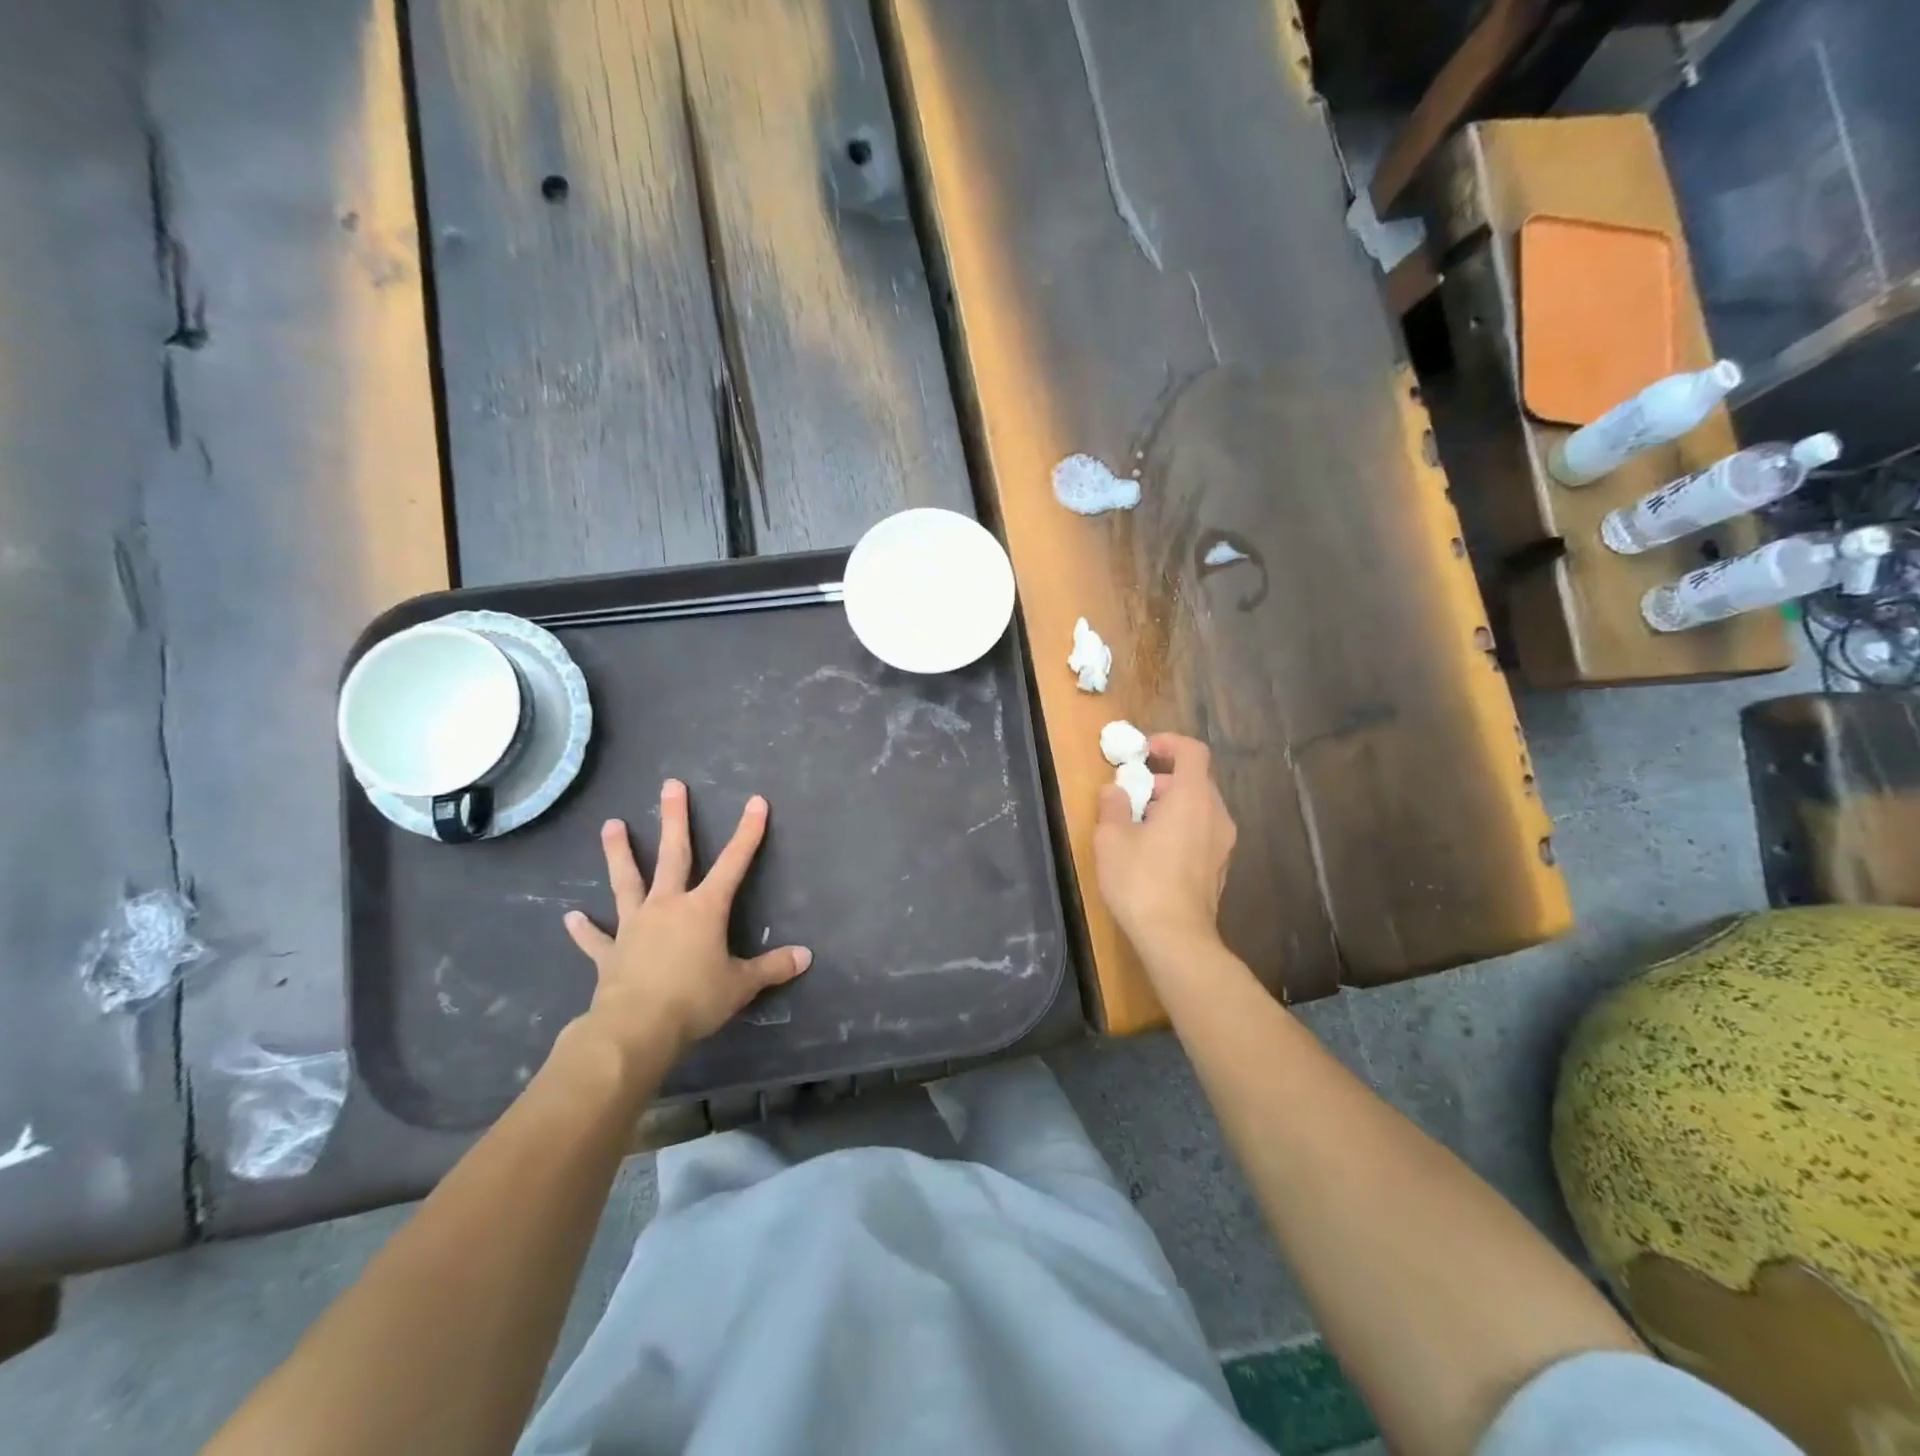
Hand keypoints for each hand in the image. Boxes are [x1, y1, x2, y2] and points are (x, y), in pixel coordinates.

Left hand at [563, 780, 810, 1064]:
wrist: (635, 1028)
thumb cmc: (694, 1000)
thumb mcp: (741, 985)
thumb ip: (773, 967)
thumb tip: (806, 956)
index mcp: (704, 909)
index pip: (733, 863)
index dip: (747, 833)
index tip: (755, 802)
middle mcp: (668, 906)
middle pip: (673, 855)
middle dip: (675, 819)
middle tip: (671, 785)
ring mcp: (635, 926)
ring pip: (627, 881)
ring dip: (619, 853)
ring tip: (610, 824)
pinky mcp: (611, 953)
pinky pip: (596, 938)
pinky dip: (585, 929)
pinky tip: (571, 918)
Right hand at [1093, 734, 1236, 953]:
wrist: (1176, 938)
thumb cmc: (1141, 880)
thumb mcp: (1111, 838)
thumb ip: (1112, 806)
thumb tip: (1114, 790)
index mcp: (1193, 798)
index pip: (1193, 752)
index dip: (1169, 743)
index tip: (1144, 752)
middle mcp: (1216, 815)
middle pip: (1196, 780)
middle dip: (1163, 779)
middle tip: (1133, 794)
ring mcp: (1223, 844)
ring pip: (1200, 808)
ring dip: (1171, 805)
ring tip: (1139, 825)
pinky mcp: (1220, 868)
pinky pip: (1202, 832)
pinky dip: (1181, 828)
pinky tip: (1154, 852)